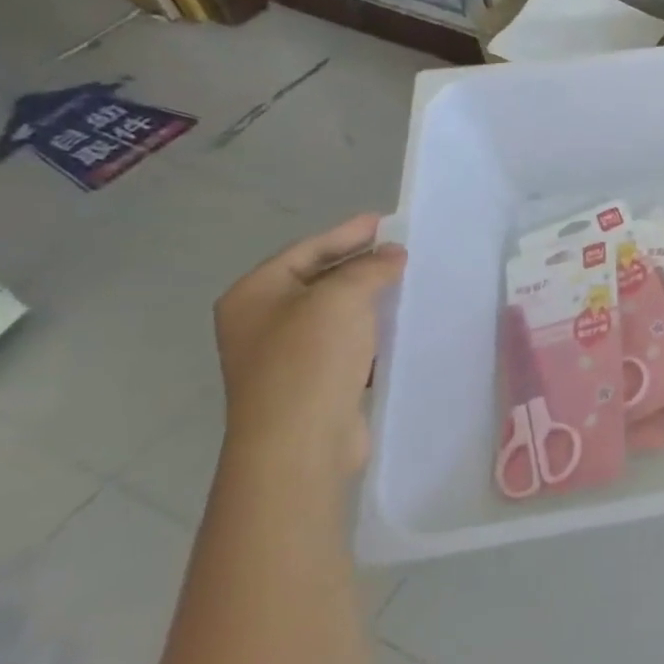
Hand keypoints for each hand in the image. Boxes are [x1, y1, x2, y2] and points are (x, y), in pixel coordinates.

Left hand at [213, 214, 406, 477]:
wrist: (299, 442)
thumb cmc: (310, 359)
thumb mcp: (342, 297)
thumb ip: (369, 267)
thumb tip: (392, 254)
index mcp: (254, 294)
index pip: (306, 250)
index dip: (348, 232)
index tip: (387, 221)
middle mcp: (262, 322)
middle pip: (318, 279)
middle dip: (361, 264)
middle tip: (404, 251)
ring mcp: (285, 355)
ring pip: (335, 313)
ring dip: (370, 299)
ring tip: (409, 284)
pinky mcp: (312, 383)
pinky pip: (346, 343)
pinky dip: (372, 331)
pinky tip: (399, 327)